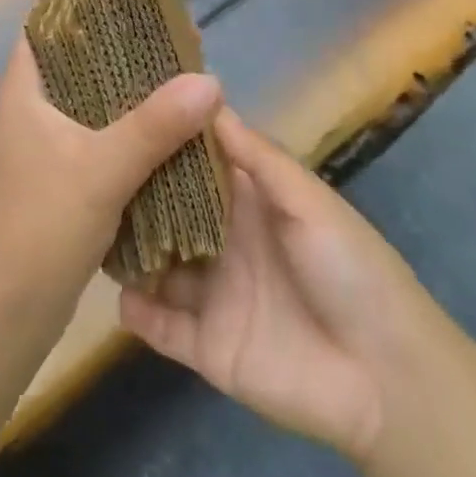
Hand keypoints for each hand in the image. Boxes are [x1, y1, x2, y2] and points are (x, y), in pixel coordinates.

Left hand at [0, 36, 221, 325]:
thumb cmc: (36, 227)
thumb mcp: (100, 170)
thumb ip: (155, 125)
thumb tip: (211, 80)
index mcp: (25, 90)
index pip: (51, 26)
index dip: (91, 6)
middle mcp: (32, 112)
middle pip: (82, 64)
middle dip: (128, 54)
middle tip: (177, 42)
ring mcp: (46, 150)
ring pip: (96, 107)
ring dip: (134, 98)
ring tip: (183, 81)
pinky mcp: (61, 185)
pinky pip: (103, 144)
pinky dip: (132, 137)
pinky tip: (170, 137)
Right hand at [118, 109, 441, 464]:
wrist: (386, 378)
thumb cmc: (350, 268)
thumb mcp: (308, 201)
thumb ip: (258, 156)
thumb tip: (209, 98)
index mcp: (250, 202)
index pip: (198, 164)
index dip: (166, 142)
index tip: (123, 115)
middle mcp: (225, 241)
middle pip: (170, 213)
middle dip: (135, 196)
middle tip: (90, 172)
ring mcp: (213, 294)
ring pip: (158, 266)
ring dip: (129, 251)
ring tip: (89, 230)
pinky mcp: (207, 346)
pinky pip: (162, 327)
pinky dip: (138, 313)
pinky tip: (118, 294)